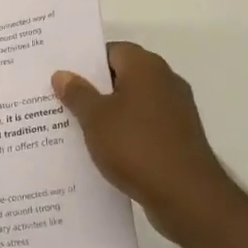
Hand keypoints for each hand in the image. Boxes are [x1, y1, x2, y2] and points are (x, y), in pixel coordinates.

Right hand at [52, 41, 238, 242]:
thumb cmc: (136, 146)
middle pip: (122, 76)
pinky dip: (125, 133)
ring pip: (133, 103)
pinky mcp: (179, 138)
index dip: (85, 62)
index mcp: (146, 67)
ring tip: (75, 127)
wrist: (187, 196)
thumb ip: (77, 93)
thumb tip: (62, 74)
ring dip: (109, 113)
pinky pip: (144, 126)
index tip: (62, 76)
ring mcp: (176, 111)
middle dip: (93, 88)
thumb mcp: (95, 119)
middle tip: (61, 100)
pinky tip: (103, 150)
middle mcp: (165, 81)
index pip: (111, 51)